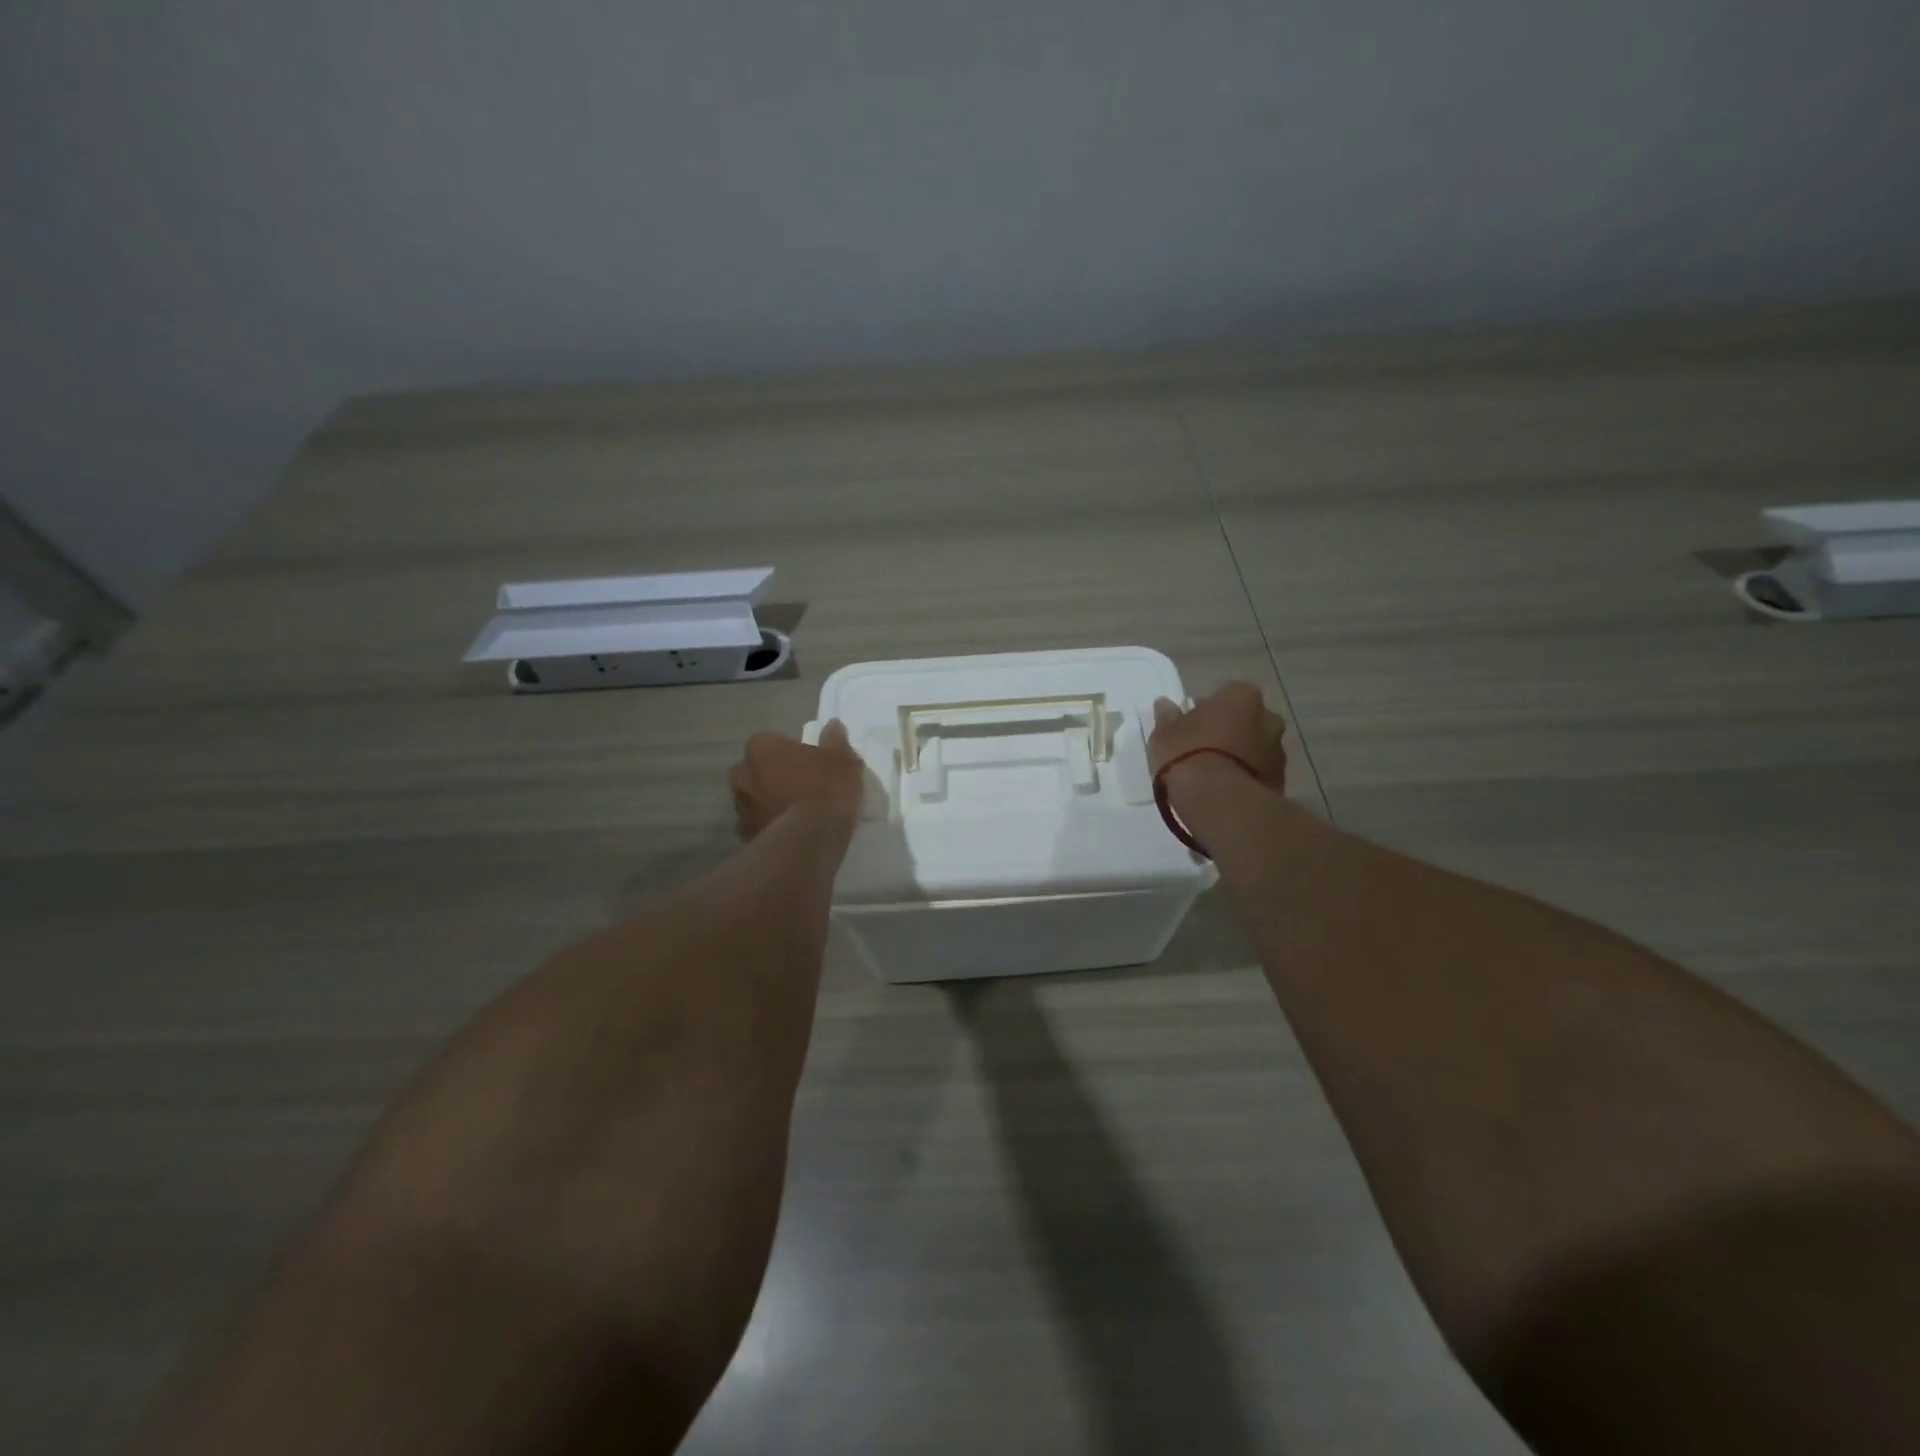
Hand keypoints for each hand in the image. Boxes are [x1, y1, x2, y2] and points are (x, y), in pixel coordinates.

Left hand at [729, 720, 864, 840]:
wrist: (810, 838)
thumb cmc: (826, 789)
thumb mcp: (843, 760)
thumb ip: (835, 740)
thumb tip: (832, 725)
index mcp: (762, 747)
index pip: (772, 742)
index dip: (791, 753)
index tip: (810, 765)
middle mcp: (743, 773)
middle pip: (757, 770)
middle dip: (772, 776)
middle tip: (800, 787)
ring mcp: (740, 807)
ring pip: (754, 798)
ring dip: (768, 802)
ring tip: (796, 813)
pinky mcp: (745, 835)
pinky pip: (757, 825)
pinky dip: (768, 826)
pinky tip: (789, 832)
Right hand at [1149, 682, 1287, 791]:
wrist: (1220, 802)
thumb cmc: (1188, 756)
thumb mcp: (1164, 734)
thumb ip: (1168, 717)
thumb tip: (1165, 704)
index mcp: (1241, 696)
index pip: (1224, 694)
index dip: (1205, 709)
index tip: (1189, 725)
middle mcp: (1268, 717)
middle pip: (1245, 719)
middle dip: (1228, 730)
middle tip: (1202, 748)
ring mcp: (1278, 751)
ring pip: (1254, 747)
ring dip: (1239, 755)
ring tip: (1212, 774)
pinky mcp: (1280, 782)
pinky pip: (1258, 773)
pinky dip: (1245, 777)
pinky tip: (1224, 791)